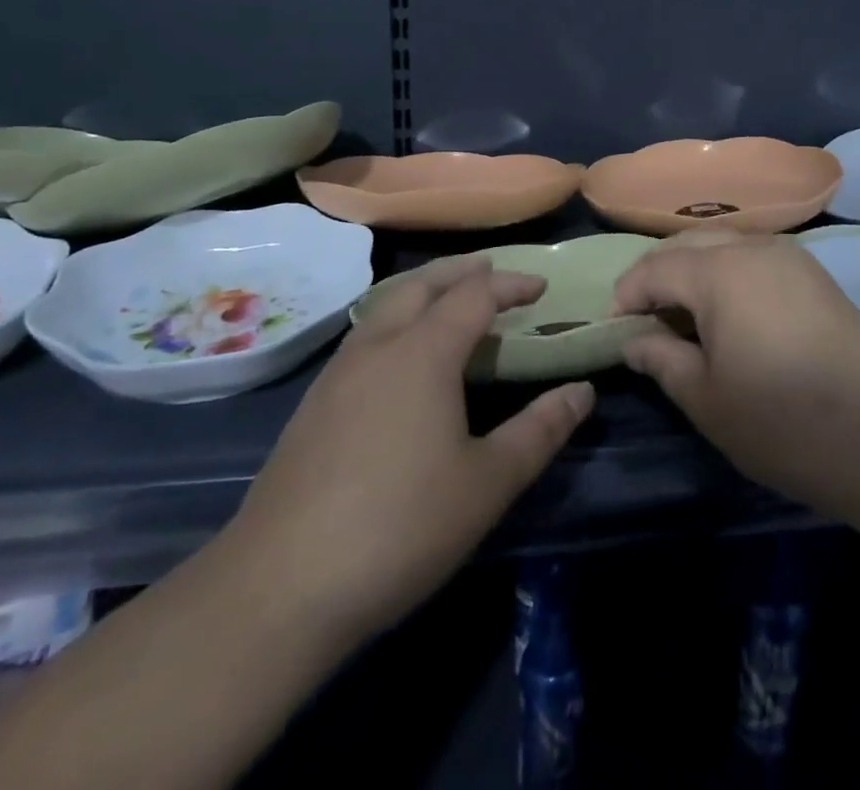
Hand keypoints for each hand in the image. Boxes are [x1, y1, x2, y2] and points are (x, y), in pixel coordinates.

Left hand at [226, 256, 594, 639]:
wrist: (278, 589)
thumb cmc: (400, 527)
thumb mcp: (487, 483)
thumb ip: (540, 431)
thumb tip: (582, 392)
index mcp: (423, 353)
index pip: (474, 294)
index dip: (511, 284)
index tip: (541, 287)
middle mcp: (378, 346)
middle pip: (422, 283)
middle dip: (462, 271)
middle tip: (493, 272)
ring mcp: (338, 374)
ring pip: (386, 306)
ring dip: (424, 291)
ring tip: (450, 303)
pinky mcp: (313, 405)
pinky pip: (365, 335)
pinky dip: (396, 320)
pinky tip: (401, 358)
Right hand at [613, 234, 859, 524]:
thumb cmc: (782, 422)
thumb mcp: (706, 399)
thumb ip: (661, 359)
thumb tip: (633, 339)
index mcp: (719, 272)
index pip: (654, 268)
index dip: (627, 295)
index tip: (616, 329)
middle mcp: (753, 247)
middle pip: (687, 243)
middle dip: (657, 274)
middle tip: (646, 319)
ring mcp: (789, 255)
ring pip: (722, 243)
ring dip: (693, 269)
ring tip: (684, 315)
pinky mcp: (813, 272)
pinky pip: (753, 255)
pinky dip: (727, 271)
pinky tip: (729, 312)